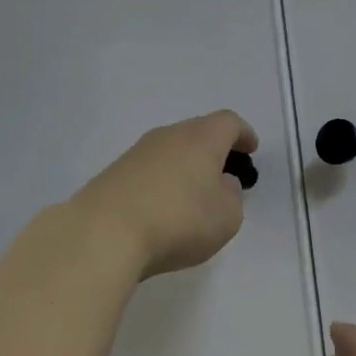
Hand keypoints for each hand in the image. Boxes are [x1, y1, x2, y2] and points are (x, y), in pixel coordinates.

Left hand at [72, 111, 257, 278]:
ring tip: (193, 195)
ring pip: (170, 151)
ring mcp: (136, 153)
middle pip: (196, 132)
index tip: (250, 148)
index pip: (228, 122)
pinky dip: (162, 182)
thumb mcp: (226, 217)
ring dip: (185, 167)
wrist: (105, 233)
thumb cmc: (179, 220)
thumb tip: (221, 184)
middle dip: (213, 149)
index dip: (243, 134)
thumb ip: (232, 197)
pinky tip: (163, 207)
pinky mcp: (113, 174)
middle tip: (224, 173)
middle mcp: (168, 136)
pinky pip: (149, 171)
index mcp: (201, 138)